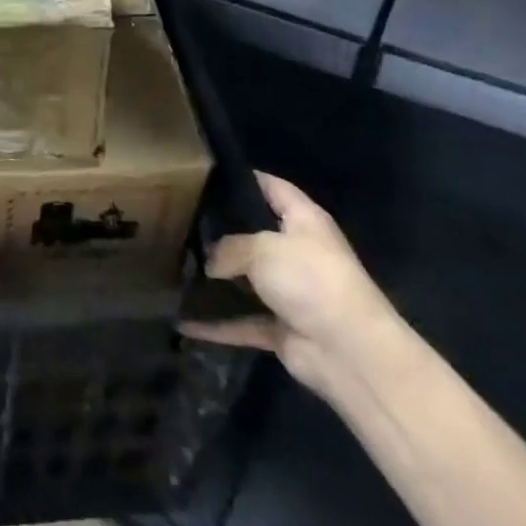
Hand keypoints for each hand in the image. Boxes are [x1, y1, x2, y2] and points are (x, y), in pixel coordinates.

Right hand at [181, 173, 398, 398]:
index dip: (244, 178)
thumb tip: (210, 262)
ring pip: (246, 280)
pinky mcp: (282, 328)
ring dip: (217, 280)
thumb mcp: (262, 248)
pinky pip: (242, 322)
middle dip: (221, 231)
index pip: (272, 187)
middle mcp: (299, 252)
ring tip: (177, 266)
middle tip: (180, 221)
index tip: (206, 175)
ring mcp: (291, 292)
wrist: (349, 351)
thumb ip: (229, 246)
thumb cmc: (310, 280)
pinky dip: (218, 325)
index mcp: (304, 220)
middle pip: (255, 234)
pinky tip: (185, 321)